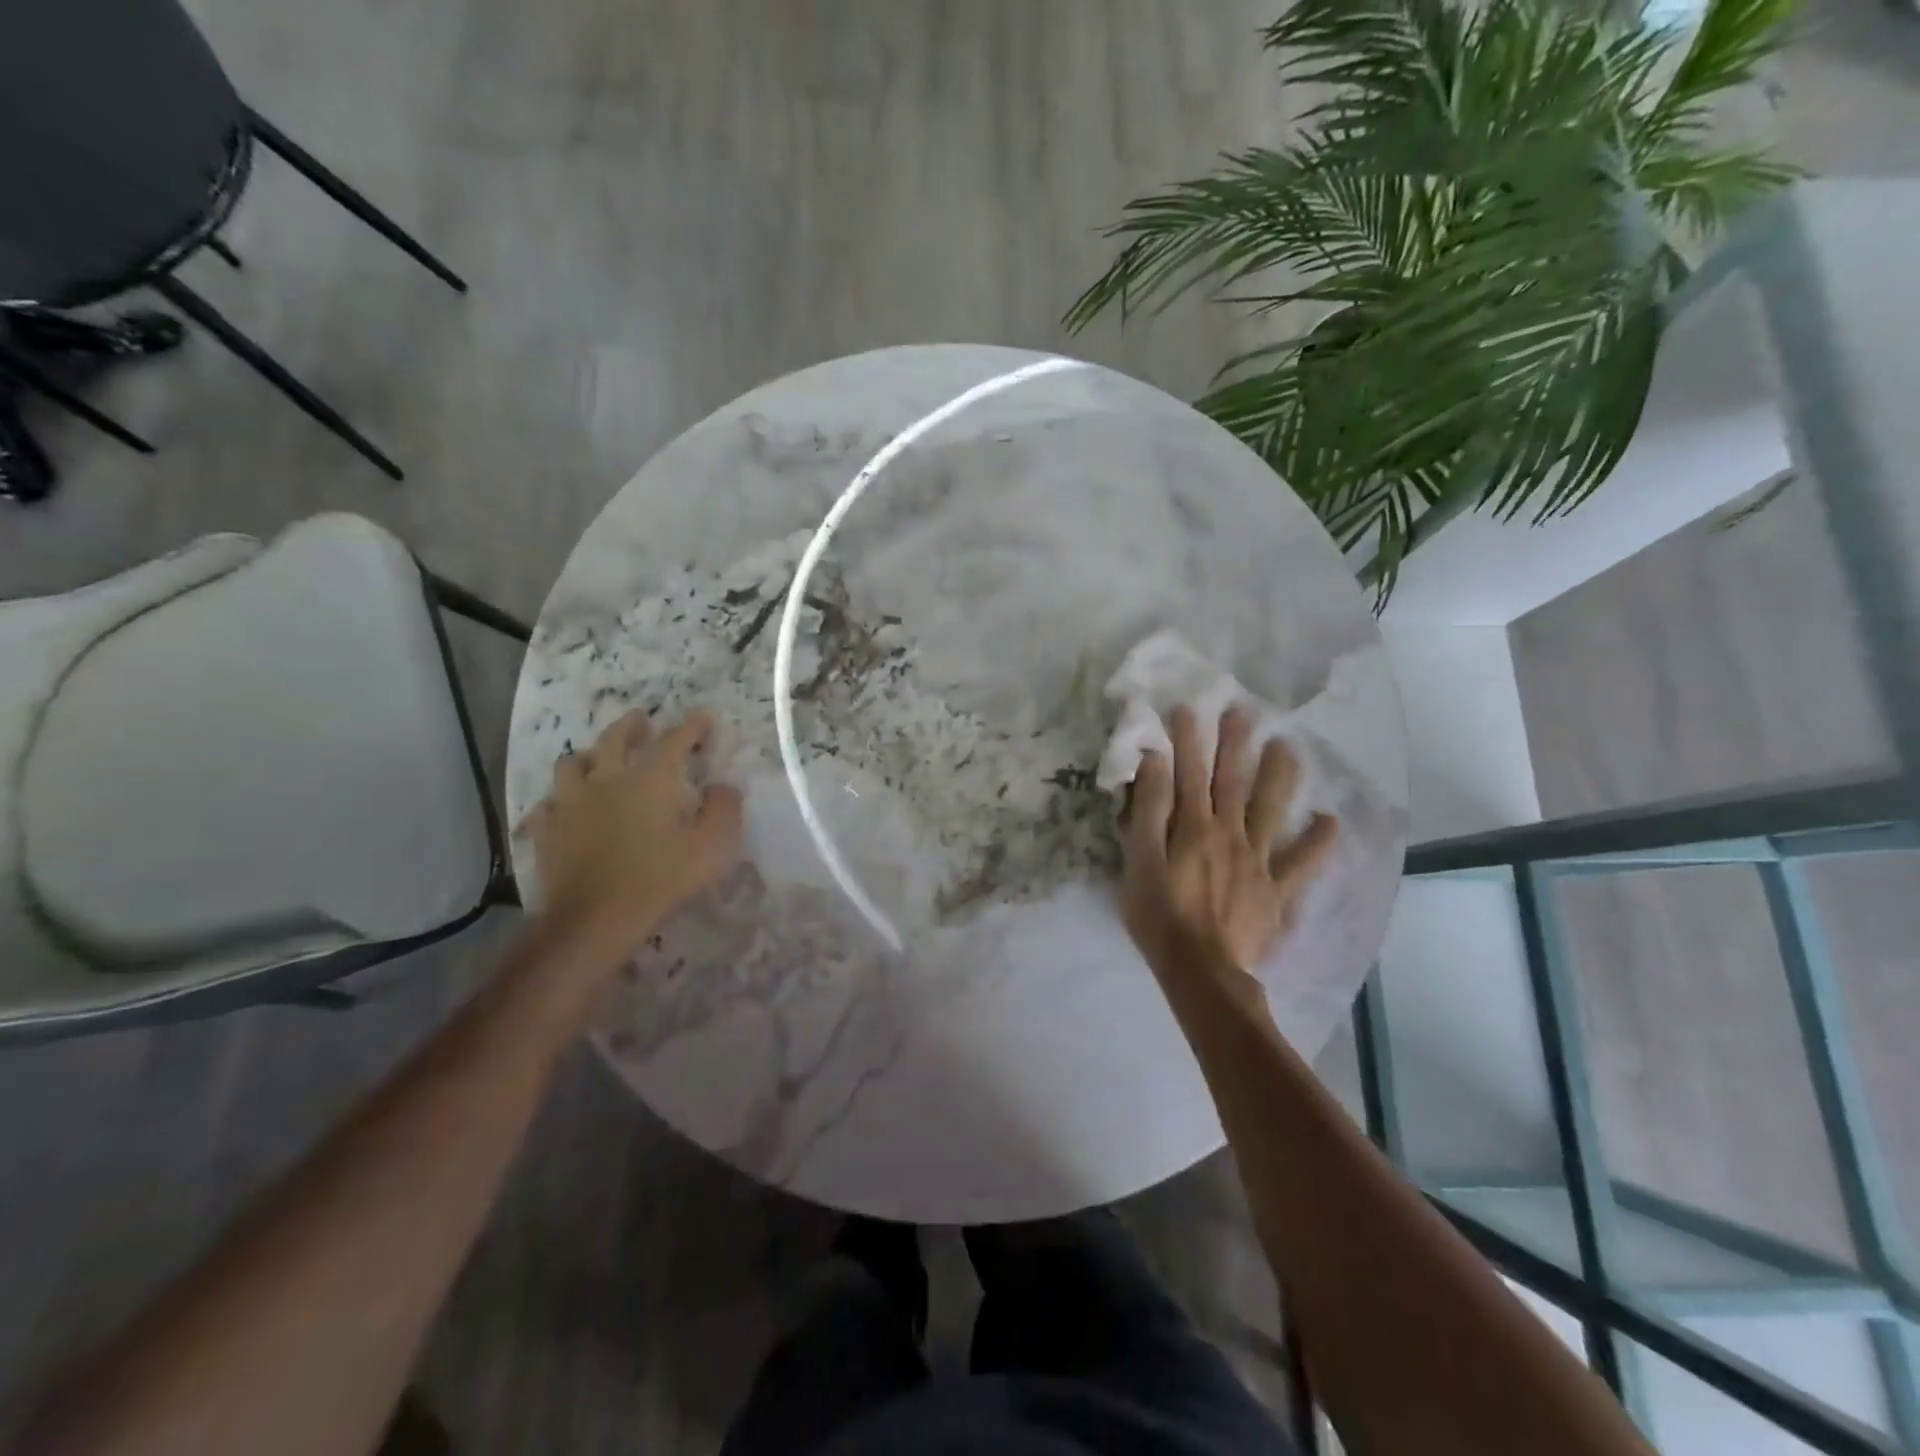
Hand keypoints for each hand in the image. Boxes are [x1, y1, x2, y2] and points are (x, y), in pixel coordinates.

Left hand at [517, 708, 743, 957]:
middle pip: (615, 739)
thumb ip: (724, 810)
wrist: (595, 918)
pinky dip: (557, 801)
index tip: (704, 718)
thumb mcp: (714, 846)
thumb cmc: (662, 879)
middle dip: (630, 726)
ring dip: (588, 756)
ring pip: (572, 764)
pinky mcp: (547, 831)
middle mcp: (608, 780)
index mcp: (652, 779)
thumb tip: (722, 786)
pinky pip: (546, 805)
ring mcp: (571, 803)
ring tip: (596, 759)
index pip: (675, 740)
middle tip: (640, 721)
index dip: (692, 726)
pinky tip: (562, 807)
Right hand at [1122, 705, 1338, 979]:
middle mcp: (1229, 833)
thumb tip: (1156, 762)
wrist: (1200, 969)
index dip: (1188, 739)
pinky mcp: (1276, 889)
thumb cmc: (1159, 915)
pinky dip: (1318, 843)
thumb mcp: (1139, 861)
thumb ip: (1149, 811)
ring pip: (1271, 809)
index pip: (1189, 773)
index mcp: (1193, 827)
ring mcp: (1258, 860)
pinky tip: (1331, 821)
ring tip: (1288, 746)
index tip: (1188, 707)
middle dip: (1235, 743)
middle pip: (1232, 781)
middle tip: (1243, 710)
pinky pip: (1302, 863)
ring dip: (1279, 775)